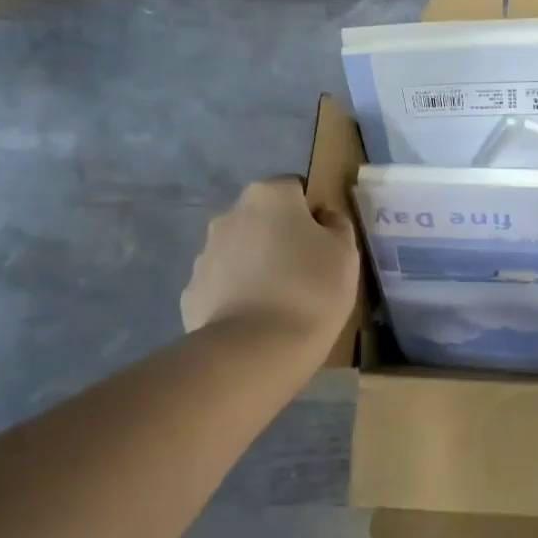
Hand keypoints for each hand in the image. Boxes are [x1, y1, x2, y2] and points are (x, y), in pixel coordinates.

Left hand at [182, 178, 359, 350]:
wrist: (256, 349)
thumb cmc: (312, 290)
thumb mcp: (345, 253)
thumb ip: (336, 224)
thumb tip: (323, 217)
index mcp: (269, 195)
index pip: (294, 188)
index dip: (311, 213)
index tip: (324, 243)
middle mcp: (230, 214)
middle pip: (262, 218)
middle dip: (279, 236)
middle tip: (305, 272)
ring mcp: (205, 253)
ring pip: (239, 250)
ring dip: (256, 265)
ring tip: (279, 301)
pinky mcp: (192, 291)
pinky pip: (222, 284)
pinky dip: (236, 294)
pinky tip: (255, 320)